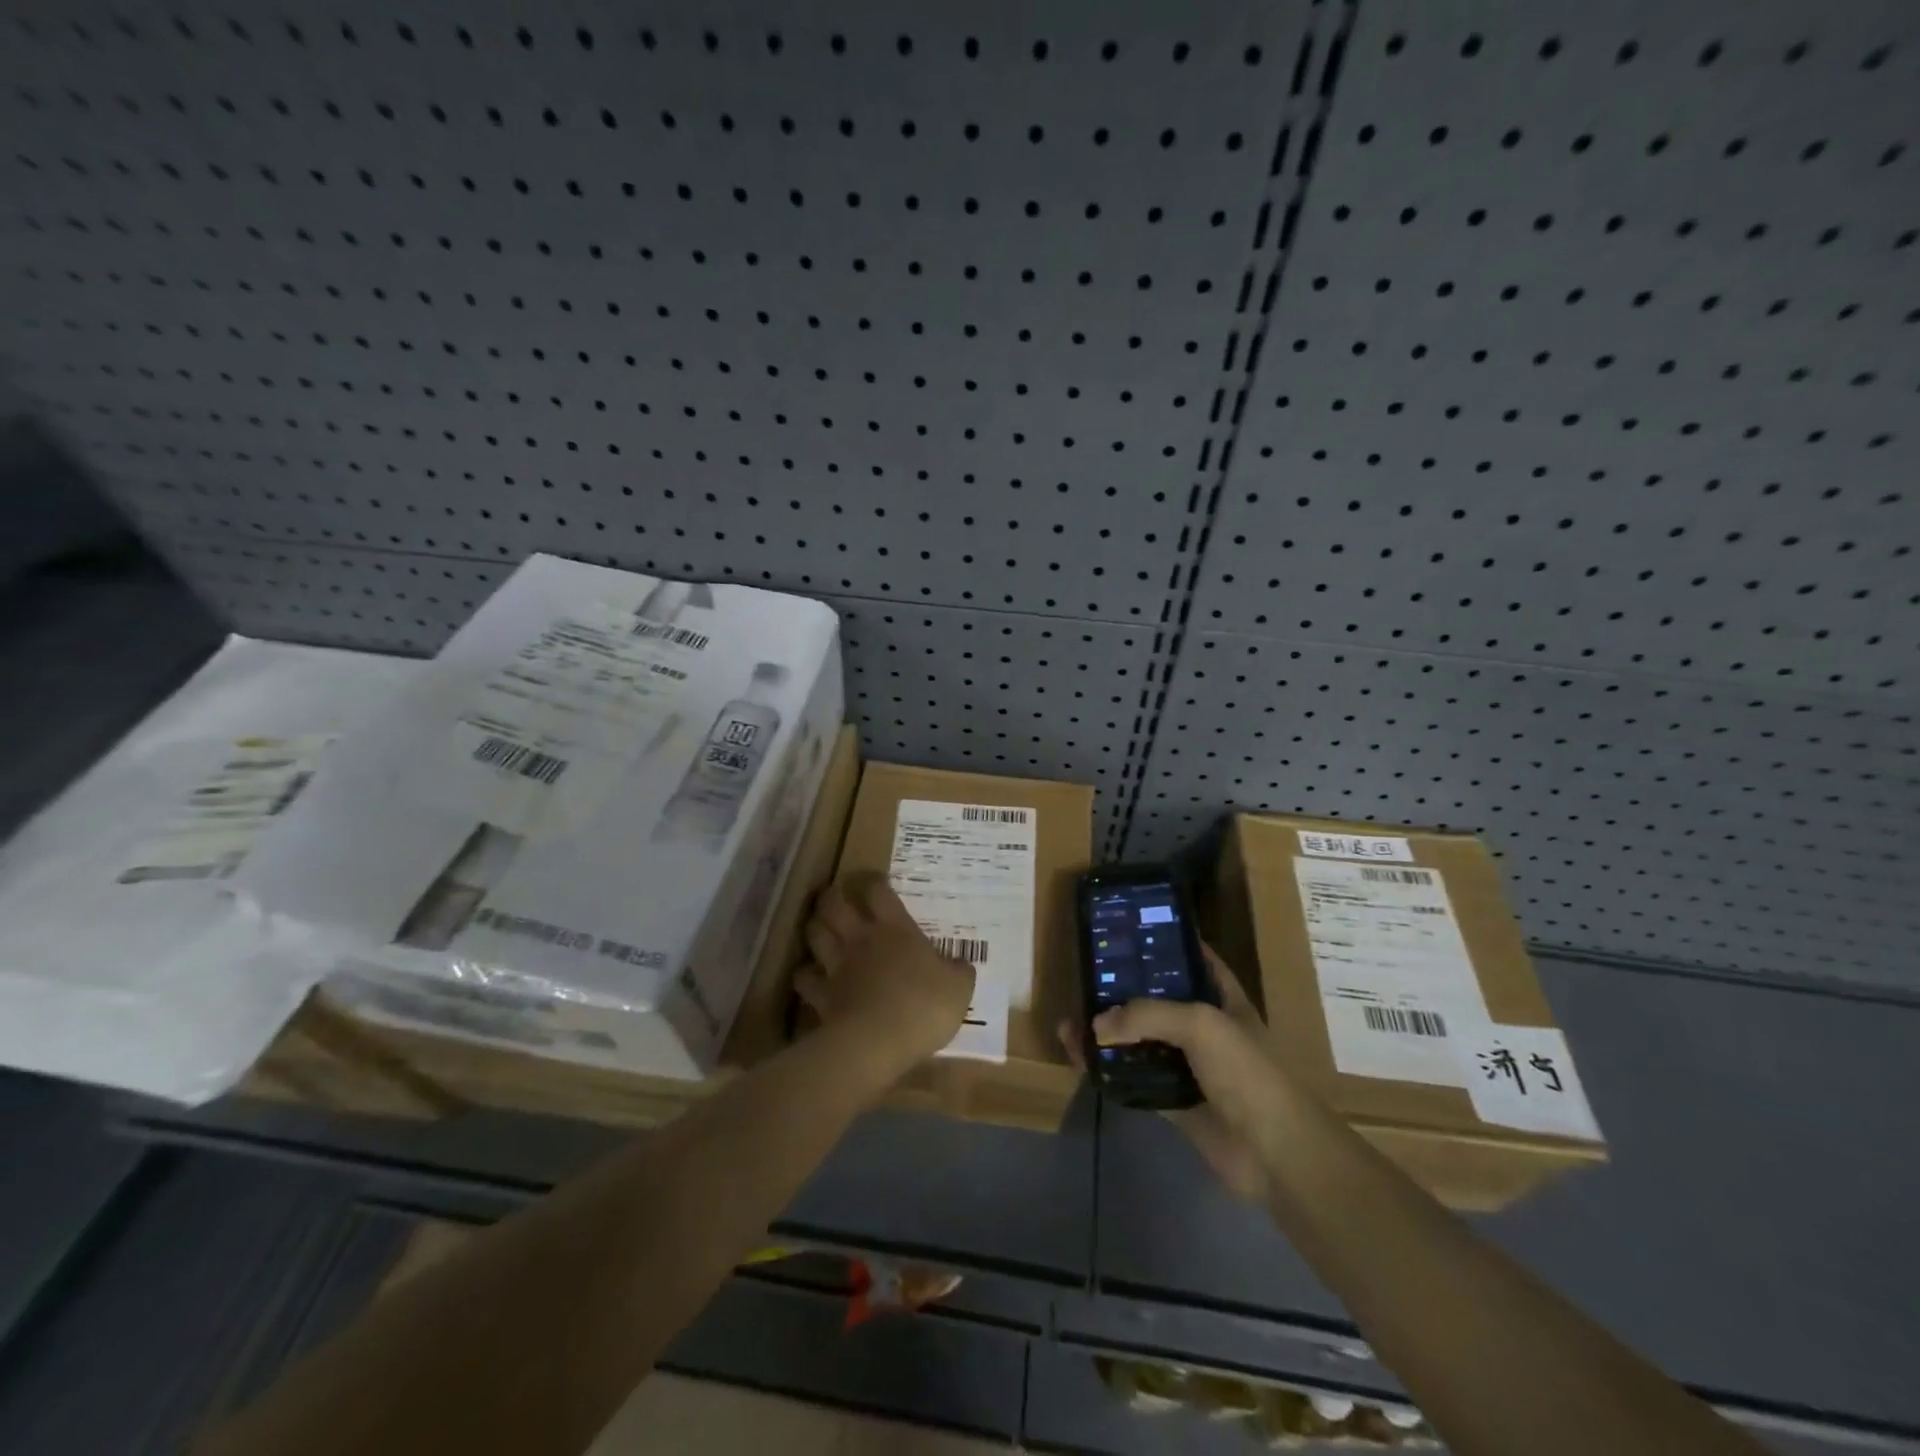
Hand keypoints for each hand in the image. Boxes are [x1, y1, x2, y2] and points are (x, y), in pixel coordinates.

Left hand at [797, 872, 975, 1081]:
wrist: (879, 1043)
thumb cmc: (924, 1007)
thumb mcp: (959, 988)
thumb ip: (959, 972)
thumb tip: (961, 964)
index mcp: (896, 930)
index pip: (879, 892)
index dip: (874, 881)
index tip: (875, 880)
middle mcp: (861, 939)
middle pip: (835, 905)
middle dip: (832, 896)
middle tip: (836, 896)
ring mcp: (837, 966)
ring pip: (815, 934)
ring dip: (815, 927)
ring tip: (820, 927)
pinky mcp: (821, 995)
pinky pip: (804, 977)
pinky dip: (804, 975)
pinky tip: (809, 976)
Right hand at [1059, 945, 1282, 1201]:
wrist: (1273, 1152)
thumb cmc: (1246, 1072)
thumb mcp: (1200, 1023)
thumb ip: (1147, 1015)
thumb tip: (1096, 1024)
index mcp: (1224, 1000)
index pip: (1196, 960)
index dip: (1168, 943)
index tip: (1131, 930)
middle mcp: (1206, 1029)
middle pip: (1159, 1001)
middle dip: (1125, 990)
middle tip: (1086, 975)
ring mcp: (1189, 1067)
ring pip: (1141, 1042)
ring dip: (1109, 1033)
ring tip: (1071, 1020)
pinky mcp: (1174, 1102)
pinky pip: (1134, 1080)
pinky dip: (1108, 1071)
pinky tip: (1080, 1059)